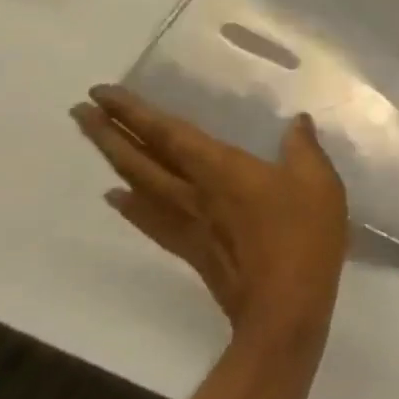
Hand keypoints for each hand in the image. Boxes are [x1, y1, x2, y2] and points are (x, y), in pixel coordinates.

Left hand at [72, 85, 348, 348]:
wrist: (285, 305)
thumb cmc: (304, 235)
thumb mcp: (318, 181)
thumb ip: (304, 147)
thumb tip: (296, 121)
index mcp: (221, 170)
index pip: (168, 134)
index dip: (134, 112)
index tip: (102, 92)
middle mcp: (193, 193)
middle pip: (140, 159)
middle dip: (108, 132)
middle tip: (80, 109)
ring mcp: (187, 224)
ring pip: (138, 186)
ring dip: (113, 161)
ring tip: (95, 141)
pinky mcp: (189, 249)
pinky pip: (149, 219)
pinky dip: (129, 205)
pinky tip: (118, 198)